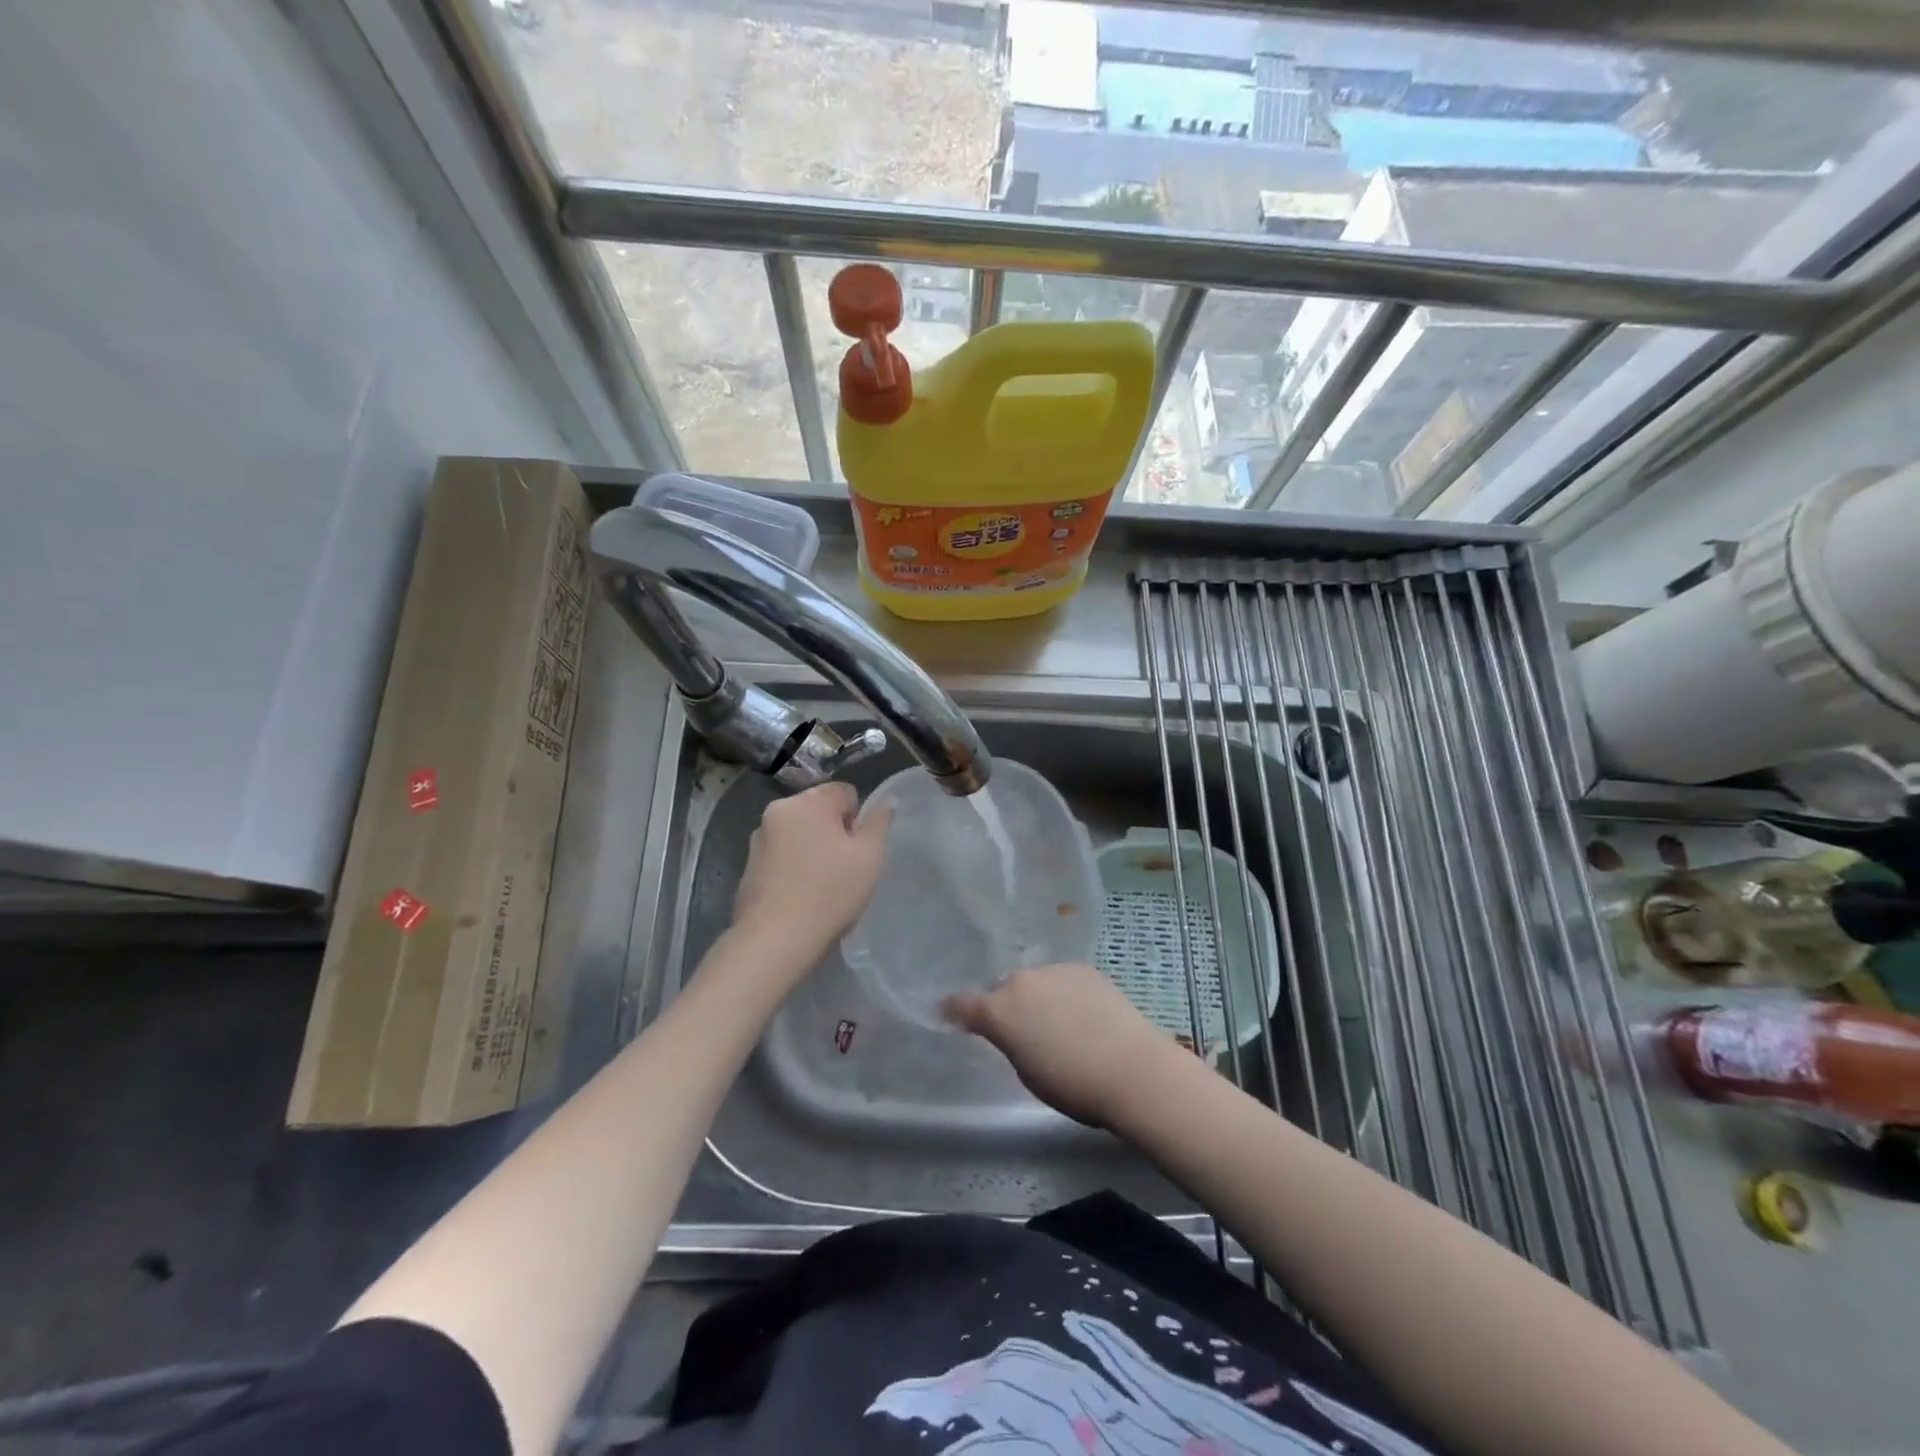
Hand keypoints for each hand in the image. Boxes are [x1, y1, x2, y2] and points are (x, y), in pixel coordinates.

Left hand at [732, 782, 891, 960]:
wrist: (776, 940)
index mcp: (806, 803)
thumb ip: (879, 822)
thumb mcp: (869, 856)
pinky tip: (801, 897)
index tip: (858, 849)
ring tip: (821, 887)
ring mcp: (757, 841)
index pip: (844, 792)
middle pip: (818, 812)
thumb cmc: (830, 892)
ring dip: (812, 850)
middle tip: (844, 868)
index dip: (858, 818)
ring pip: (799, 835)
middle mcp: (776, 812)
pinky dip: (793, 869)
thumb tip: (887, 800)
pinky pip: (781, 857)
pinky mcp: (748, 868)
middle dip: (834, 833)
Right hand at [944, 963, 1186, 1127]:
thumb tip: (1013, 1030)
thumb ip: (1010, 1043)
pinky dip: (1064, 993)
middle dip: (1005, 1004)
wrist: (1130, 1068)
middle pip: (1003, 989)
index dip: (953, 1008)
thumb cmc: (1072, 1085)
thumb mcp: (1027, 1072)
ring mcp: (1054, 970)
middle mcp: (1021, 981)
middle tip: (1020, 1029)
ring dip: (1037, 997)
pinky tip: (1083, 1015)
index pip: (962, 1002)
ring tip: (1057, 1023)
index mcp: (999, 1010)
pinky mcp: (1084, 968)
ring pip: (1035, 982)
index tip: (948, 1012)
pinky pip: (1063, 980)